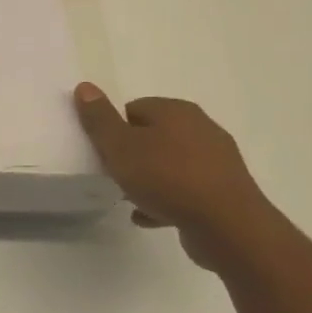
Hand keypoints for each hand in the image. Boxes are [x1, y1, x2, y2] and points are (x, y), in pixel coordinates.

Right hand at [75, 84, 272, 269]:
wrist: (227, 226)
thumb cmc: (167, 178)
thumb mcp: (120, 147)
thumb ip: (100, 119)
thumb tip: (84, 86)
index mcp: (177, 111)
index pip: (134, 108)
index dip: (114, 129)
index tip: (104, 152)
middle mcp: (201, 128)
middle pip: (153, 135)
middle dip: (132, 154)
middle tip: (114, 173)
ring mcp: (216, 160)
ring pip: (170, 164)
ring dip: (149, 179)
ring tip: (130, 198)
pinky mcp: (224, 191)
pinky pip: (186, 190)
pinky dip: (167, 200)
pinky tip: (151, 216)